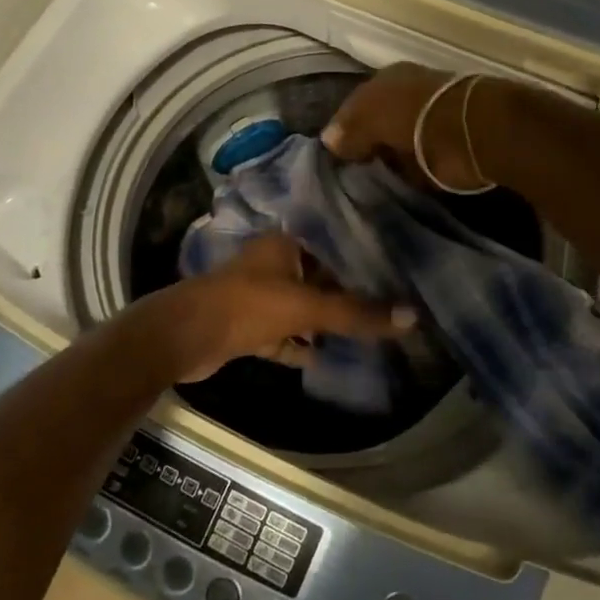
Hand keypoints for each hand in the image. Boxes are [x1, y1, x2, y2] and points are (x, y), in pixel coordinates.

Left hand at [129, 234, 414, 382]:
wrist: (186, 337)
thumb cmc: (248, 305)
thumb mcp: (307, 307)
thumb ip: (356, 313)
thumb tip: (413, 318)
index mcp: (285, 244)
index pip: (333, 243)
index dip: (362, 256)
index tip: (397, 269)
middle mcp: (273, 263)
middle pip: (320, 278)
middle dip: (349, 293)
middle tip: (390, 304)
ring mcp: (260, 296)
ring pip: (303, 307)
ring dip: (327, 321)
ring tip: (369, 331)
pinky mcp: (250, 326)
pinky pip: (286, 334)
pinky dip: (303, 345)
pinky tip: (330, 356)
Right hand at [322, 62, 493, 190]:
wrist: (479, 131)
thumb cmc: (418, 117)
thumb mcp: (373, 117)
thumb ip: (351, 129)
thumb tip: (330, 141)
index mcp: (388, 79)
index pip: (355, 105)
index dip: (343, 129)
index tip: (334, 157)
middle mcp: (409, 93)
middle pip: (378, 121)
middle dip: (367, 143)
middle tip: (351, 173)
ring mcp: (431, 118)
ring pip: (398, 140)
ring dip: (389, 159)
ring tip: (372, 183)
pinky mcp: (450, 145)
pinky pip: (418, 161)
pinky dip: (409, 172)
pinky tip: (398, 184)